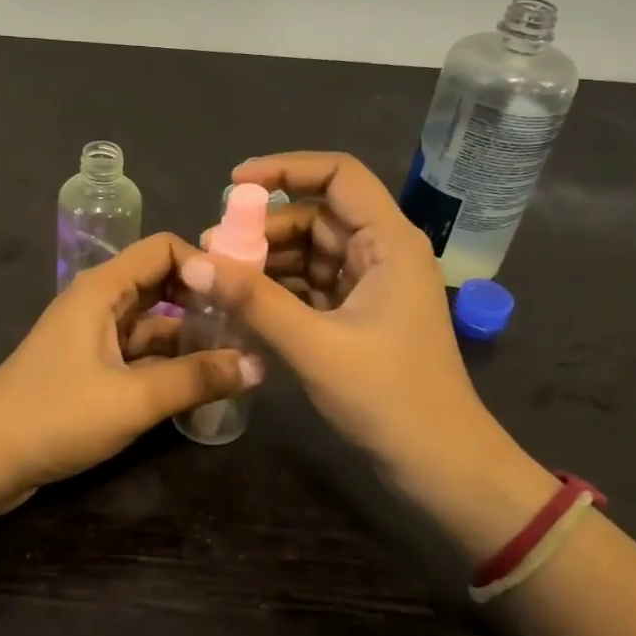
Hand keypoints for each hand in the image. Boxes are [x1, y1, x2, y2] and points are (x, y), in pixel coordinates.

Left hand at [0, 232, 260, 492]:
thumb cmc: (56, 414)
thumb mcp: (133, 398)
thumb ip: (196, 379)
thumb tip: (258, 366)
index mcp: (103, 288)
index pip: (164, 249)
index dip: (205, 264)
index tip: (244, 293)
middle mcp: (100, 302)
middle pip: (162, 284)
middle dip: (204, 300)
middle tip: (252, 325)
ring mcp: (94, 336)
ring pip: (154, 323)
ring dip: (191, 336)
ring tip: (238, 356)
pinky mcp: (91, 368)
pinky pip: (140, 353)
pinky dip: (169, 363)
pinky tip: (201, 383)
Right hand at [188, 152, 556, 551]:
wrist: (440, 466)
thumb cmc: (389, 398)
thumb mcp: (314, 345)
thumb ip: (253, 300)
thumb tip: (194, 262)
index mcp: (389, 242)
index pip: (338, 175)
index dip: (286, 169)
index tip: (235, 185)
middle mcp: (383, 252)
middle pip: (318, 216)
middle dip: (265, 227)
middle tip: (214, 249)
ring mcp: (373, 286)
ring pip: (312, 253)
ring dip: (268, 261)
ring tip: (220, 279)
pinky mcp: (361, 316)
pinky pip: (314, 286)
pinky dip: (281, 290)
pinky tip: (244, 303)